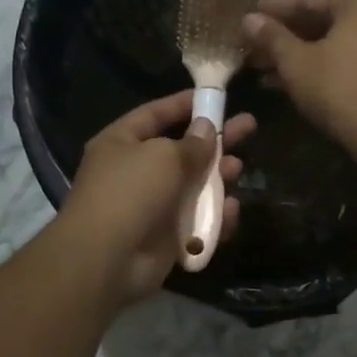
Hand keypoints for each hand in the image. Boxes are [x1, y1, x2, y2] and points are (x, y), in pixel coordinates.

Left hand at [58, 91, 255, 306]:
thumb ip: (192, 143)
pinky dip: (215, 216)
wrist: (107, 259)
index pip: (155, 114)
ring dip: (218, 178)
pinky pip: (197, 221)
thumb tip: (207, 128)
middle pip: (182, 150)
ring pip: (193, 186)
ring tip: (237, 169)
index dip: (184, 104)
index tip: (215, 97)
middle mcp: (135, 171)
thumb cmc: (131, 193)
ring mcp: (151, 206)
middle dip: (215, 140)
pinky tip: (231, 211)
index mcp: (121, 143)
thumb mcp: (164, 156)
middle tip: (249, 126)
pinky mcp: (166, 237)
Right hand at [243, 0, 356, 154]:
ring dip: (297, 54)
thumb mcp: (297, 62)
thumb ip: (272, 37)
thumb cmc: (339, 88)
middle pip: (322, 18)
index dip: (272, 10)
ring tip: (260, 67)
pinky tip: (284, 82)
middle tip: (251, 46)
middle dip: (284, 36)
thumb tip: (248, 19)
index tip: (246, 17)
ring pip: (332, 41)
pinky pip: (346, 57)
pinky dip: (319, 65)